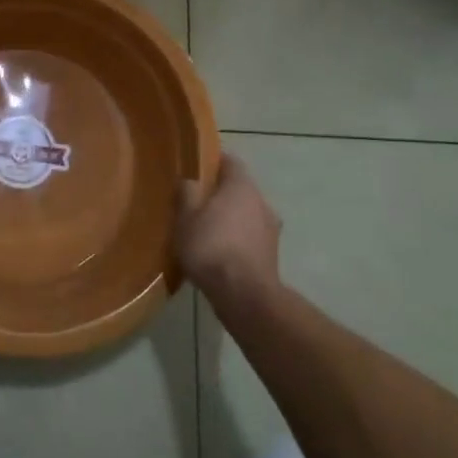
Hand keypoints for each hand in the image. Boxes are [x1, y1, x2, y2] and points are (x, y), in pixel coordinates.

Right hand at [177, 154, 281, 309]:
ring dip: (230, 218)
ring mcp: (271, 229)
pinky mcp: (272, 254)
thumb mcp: (185, 217)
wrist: (244, 296)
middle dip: (220, 193)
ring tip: (206, 230)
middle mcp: (262, 202)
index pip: (230, 162)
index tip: (197, 168)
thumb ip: (187, 193)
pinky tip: (220, 252)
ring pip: (246, 213)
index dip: (213, 162)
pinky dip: (237, 238)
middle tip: (196, 202)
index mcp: (242, 186)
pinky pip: (250, 236)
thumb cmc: (211, 247)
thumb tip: (191, 180)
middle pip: (239, 189)